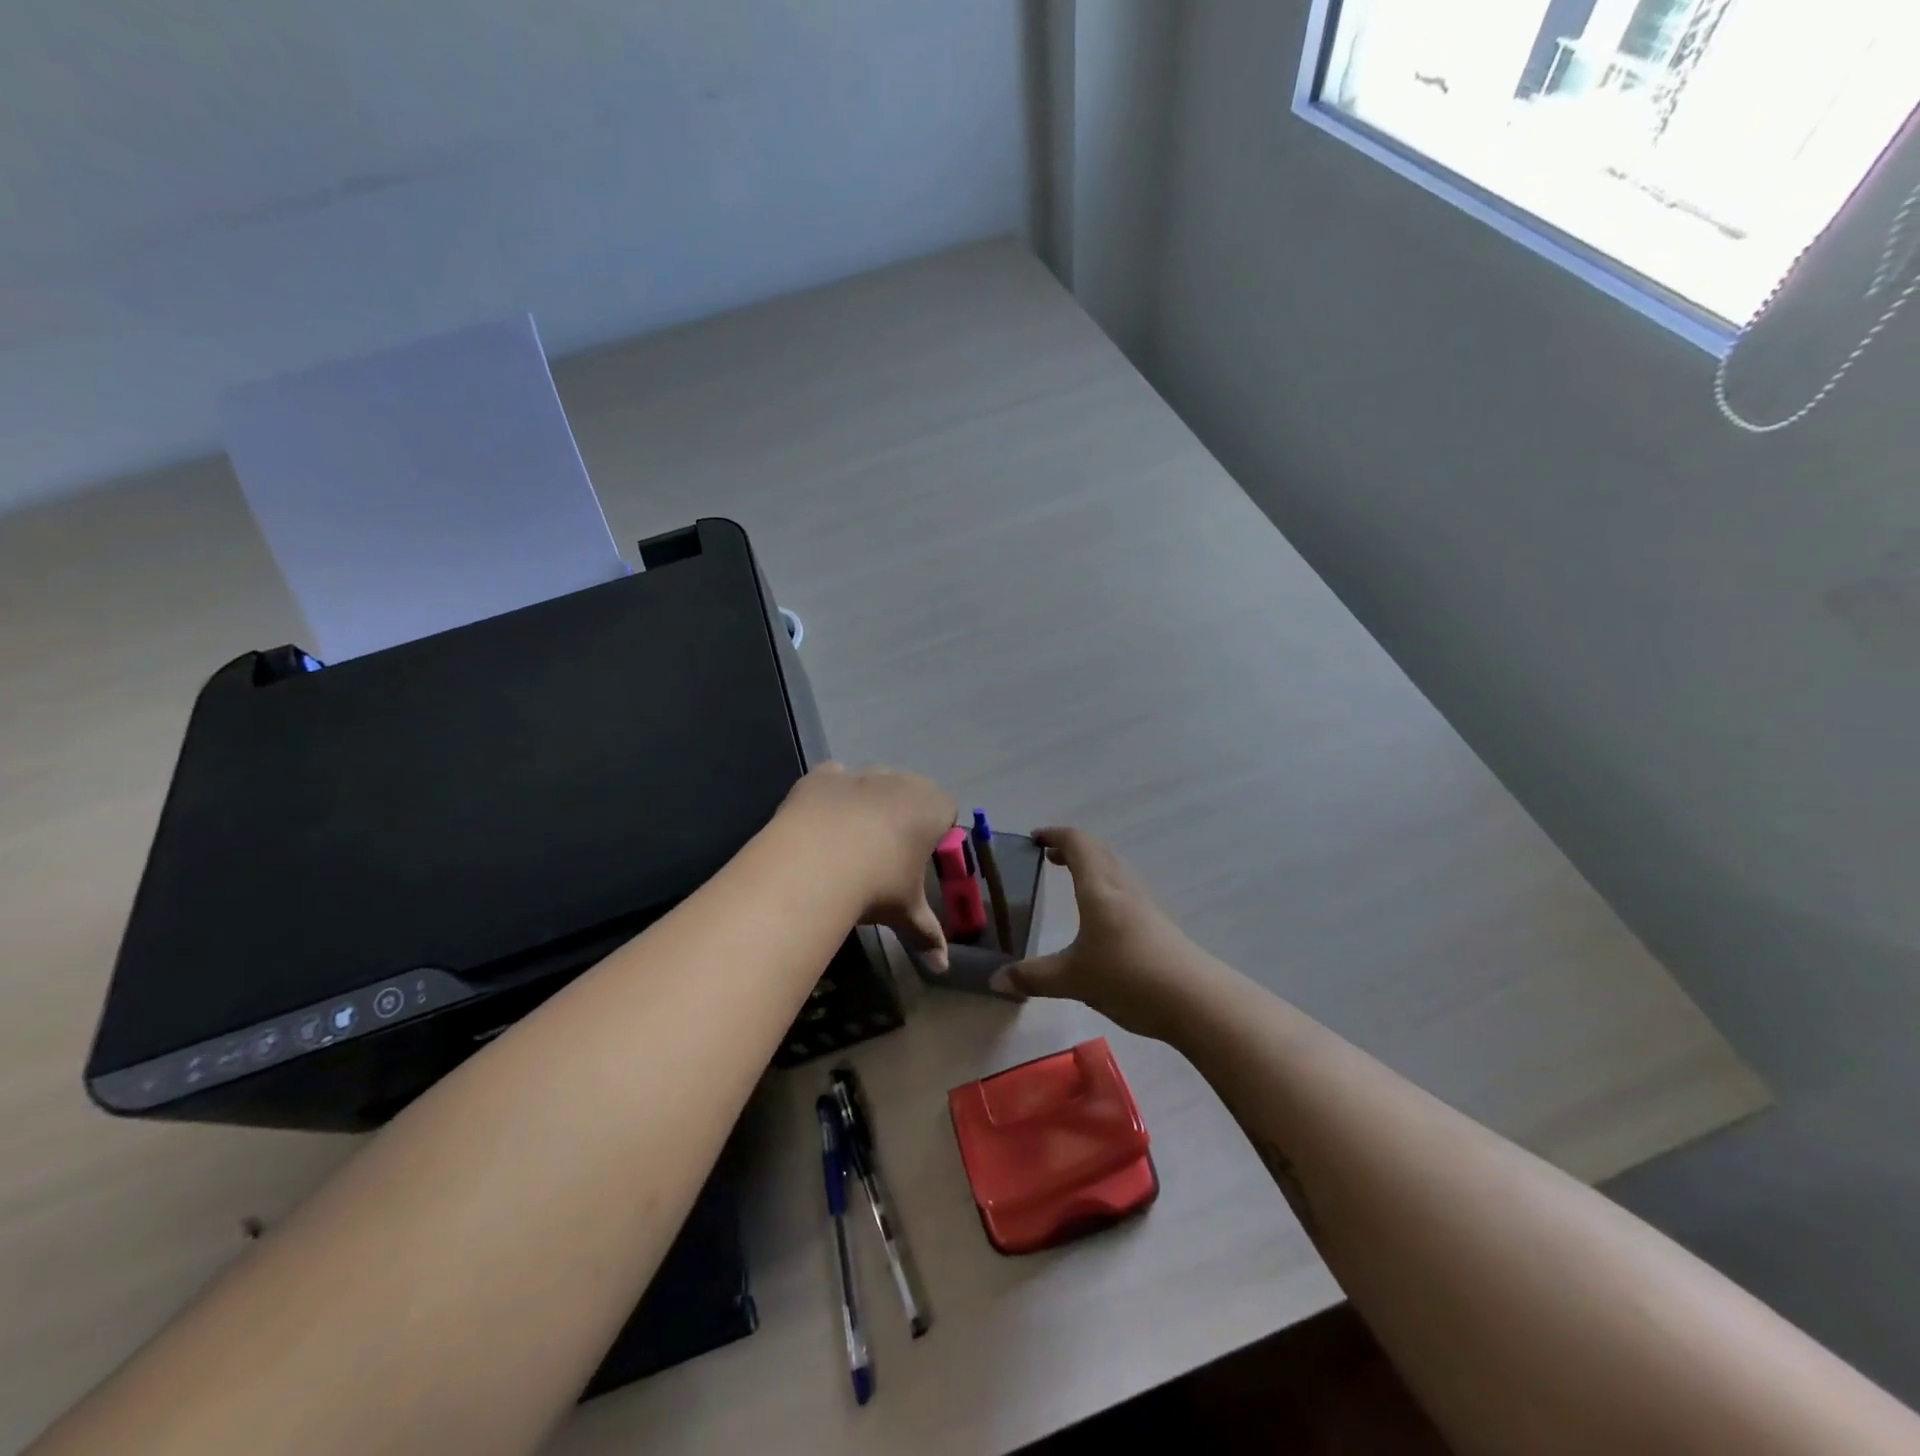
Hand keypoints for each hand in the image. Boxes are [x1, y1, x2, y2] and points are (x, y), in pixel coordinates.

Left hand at [775, 763, 956, 971]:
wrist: (815, 864)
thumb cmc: (877, 885)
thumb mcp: (906, 912)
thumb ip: (927, 935)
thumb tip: (942, 968)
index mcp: (932, 808)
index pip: (947, 810)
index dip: (936, 831)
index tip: (920, 857)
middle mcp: (901, 781)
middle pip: (910, 791)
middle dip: (902, 814)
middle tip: (886, 852)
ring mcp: (860, 774)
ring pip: (872, 782)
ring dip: (867, 802)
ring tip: (850, 841)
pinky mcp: (822, 776)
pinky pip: (833, 778)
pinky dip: (831, 795)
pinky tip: (821, 822)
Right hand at [994, 828, 1211, 1039]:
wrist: (1196, 1000)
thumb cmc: (1128, 977)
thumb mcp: (1072, 979)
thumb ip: (1034, 977)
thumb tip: (996, 980)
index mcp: (1099, 888)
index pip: (1077, 843)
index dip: (1055, 835)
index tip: (1035, 838)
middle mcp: (1123, 887)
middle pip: (1098, 852)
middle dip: (1072, 848)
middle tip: (1049, 857)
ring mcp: (1144, 905)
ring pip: (1114, 870)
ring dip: (1091, 866)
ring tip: (1072, 881)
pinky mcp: (1157, 924)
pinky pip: (1125, 891)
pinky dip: (1105, 888)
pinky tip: (1100, 917)